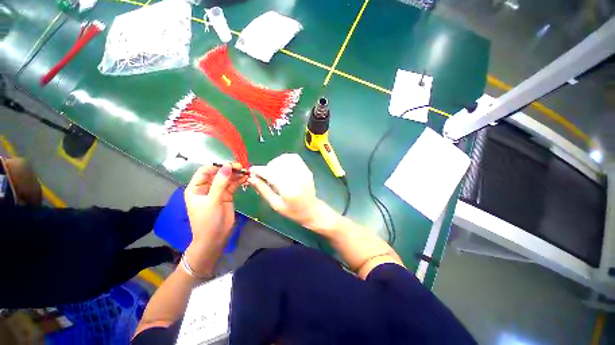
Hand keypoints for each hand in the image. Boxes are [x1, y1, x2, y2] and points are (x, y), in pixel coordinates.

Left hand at [184, 162, 247, 273]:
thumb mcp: (212, 201)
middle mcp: (207, 187)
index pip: (205, 171)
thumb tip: (227, 166)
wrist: (215, 238)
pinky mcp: (227, 195)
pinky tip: (246, 178)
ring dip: (236, 174)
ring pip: (227, 178)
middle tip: (241, 167)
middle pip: (218, 173)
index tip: (230, 164)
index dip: (217, 166)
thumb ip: (220, 183)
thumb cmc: (207, 220)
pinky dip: (239, 181)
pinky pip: (233, 185)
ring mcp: (218, 191)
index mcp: (196, 187)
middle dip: (229, 169)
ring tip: (246, 172)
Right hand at [248, 153, 335, 230]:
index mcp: (289, 191)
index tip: (252, 170)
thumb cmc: (292, 211)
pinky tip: (282, 166)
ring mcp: (304, 172)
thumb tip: (251, 178)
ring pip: (286, 159)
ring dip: (276, 162)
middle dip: (267, 167)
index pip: (272, 174)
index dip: (260, 171)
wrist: (311, 209)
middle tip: (264, 175)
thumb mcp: (275, 204)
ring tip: (274, 171)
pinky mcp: (307, 169)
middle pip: (278, 164)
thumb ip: (263, 190)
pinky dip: (285, 159)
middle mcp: (298, 179)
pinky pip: (294, 158)